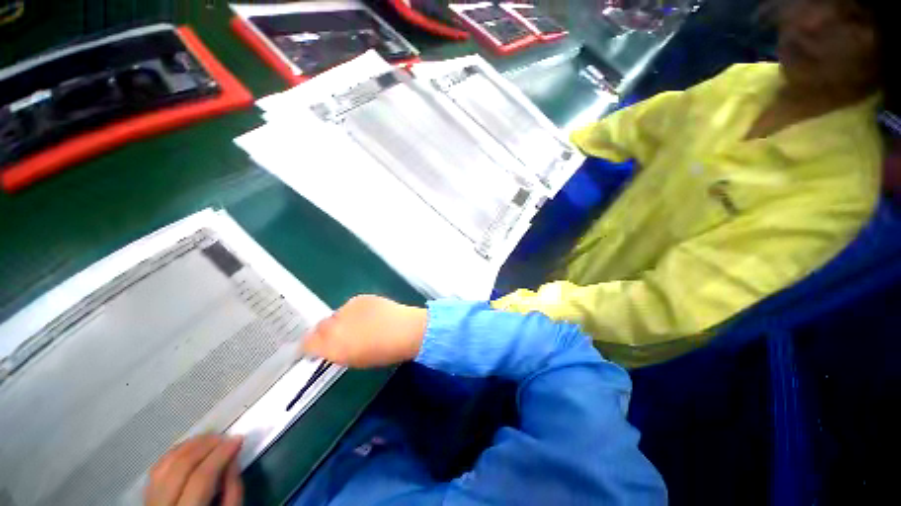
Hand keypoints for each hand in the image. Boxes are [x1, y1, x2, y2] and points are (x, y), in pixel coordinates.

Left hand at [145, 435, 243, 505]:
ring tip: (211, 439)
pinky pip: (158, 468)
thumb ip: (233, 490)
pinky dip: (176, 453)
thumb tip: (233, 458)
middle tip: (225, 437)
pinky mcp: (146, 495)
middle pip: (181, 467)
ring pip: (166, 463)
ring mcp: (150, 500)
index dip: (220, 455)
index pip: (201, 478)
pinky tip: (191, 448)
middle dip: (205, 446)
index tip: (237, 439)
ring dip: (191, 446)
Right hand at [302, 295, 426, 367]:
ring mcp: (347, 309)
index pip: (308, 343)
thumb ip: (337, 352)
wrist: (404, 330)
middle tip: (340, 335)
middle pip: (319, 327)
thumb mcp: (355, 360)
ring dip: (341, 320)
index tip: (316, 348)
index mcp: (333, 347)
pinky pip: (349, 305)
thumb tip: (328, 347)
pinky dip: (354, 311)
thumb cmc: (383, 352)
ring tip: (358, 324)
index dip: (311, 345)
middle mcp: (334, 326)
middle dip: (325, 332)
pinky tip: (368, 314)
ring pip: (335, 314)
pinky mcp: (359, 298)